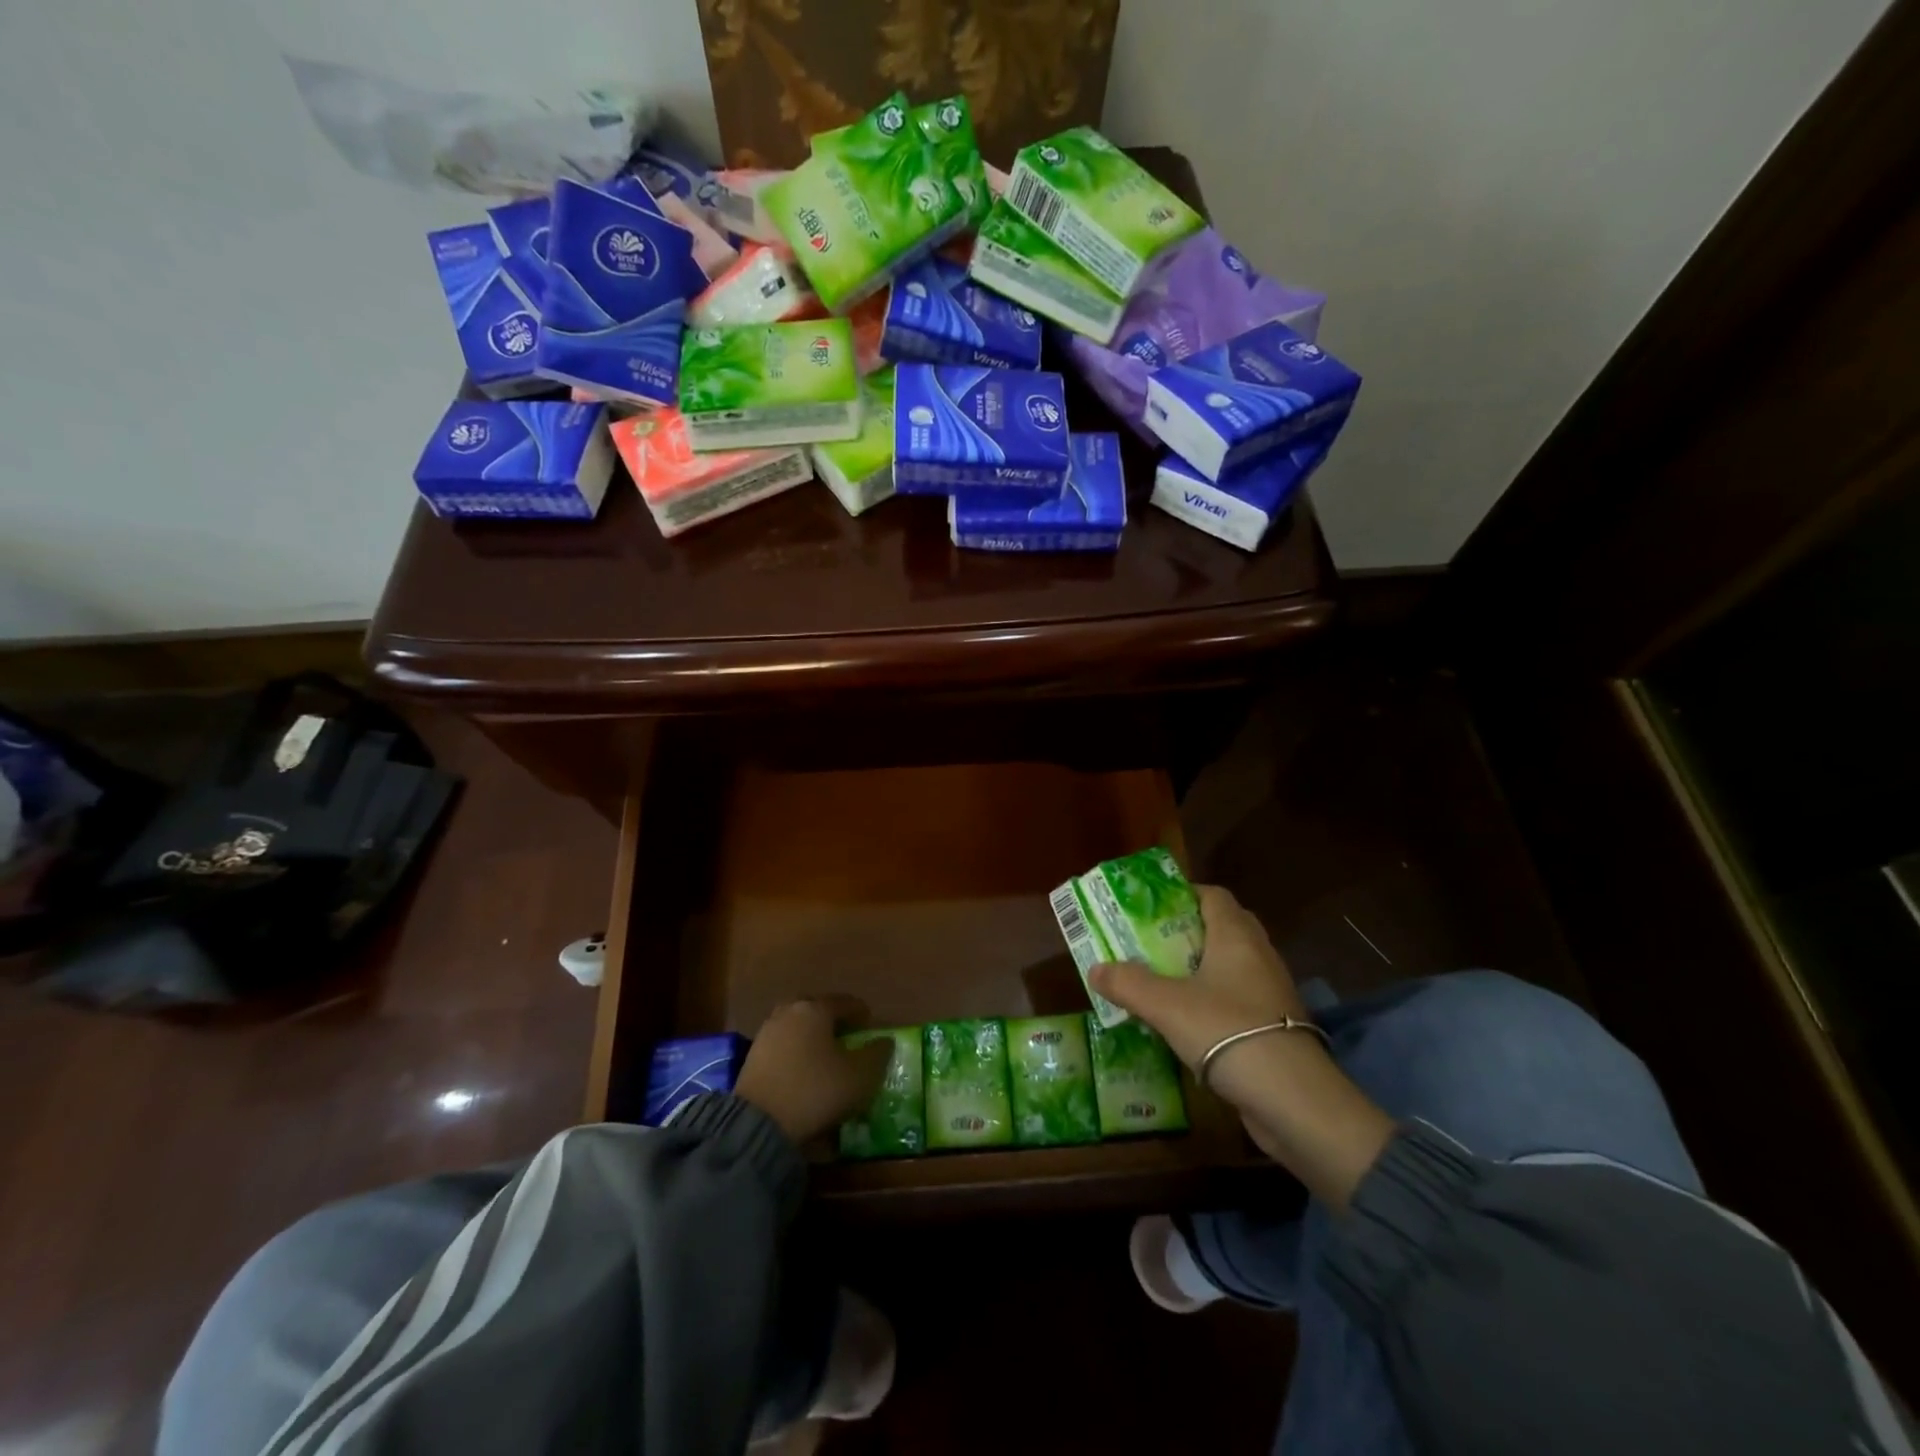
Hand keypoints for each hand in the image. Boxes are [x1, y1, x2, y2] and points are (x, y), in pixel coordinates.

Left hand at [735, 997, 892, 1144]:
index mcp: (816, 1009)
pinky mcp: (752, 1058)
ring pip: (797, 1027)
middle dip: (832, 1020)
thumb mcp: (860, 1076)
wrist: (759, 1123)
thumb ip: (877, 1054)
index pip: (845, 1002)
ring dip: (812, 1037)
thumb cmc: (817, 1090)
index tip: (870, 1025)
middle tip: (846, 1036)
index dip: (861, 1013)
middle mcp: (789, 1012)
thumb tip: (885, 1041)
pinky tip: (803, 1071)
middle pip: (816, 1009)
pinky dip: (796, 1053)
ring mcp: (767, 1033)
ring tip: (824, 1056)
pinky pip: (783, 1047)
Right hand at [1089, 884, 1310, 1085]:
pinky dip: (1213, 1002)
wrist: (1294, 1100)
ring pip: (1231, 966)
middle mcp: (1258, 955)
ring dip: (1199, 970)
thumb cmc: (1228, 1032)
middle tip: (1151, 944)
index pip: (1213, 896)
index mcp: (1235, 936)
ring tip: (1161, 982)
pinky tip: (1187, 1023)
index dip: (1182, 895)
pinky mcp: (1276, 1027)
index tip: (1150, 909)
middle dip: (1187, 932)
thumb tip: (1095, 969)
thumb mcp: (1166, 1005)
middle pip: (1223, 928)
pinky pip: (1238, 999)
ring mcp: (1271, 993)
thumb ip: (1128, 983)